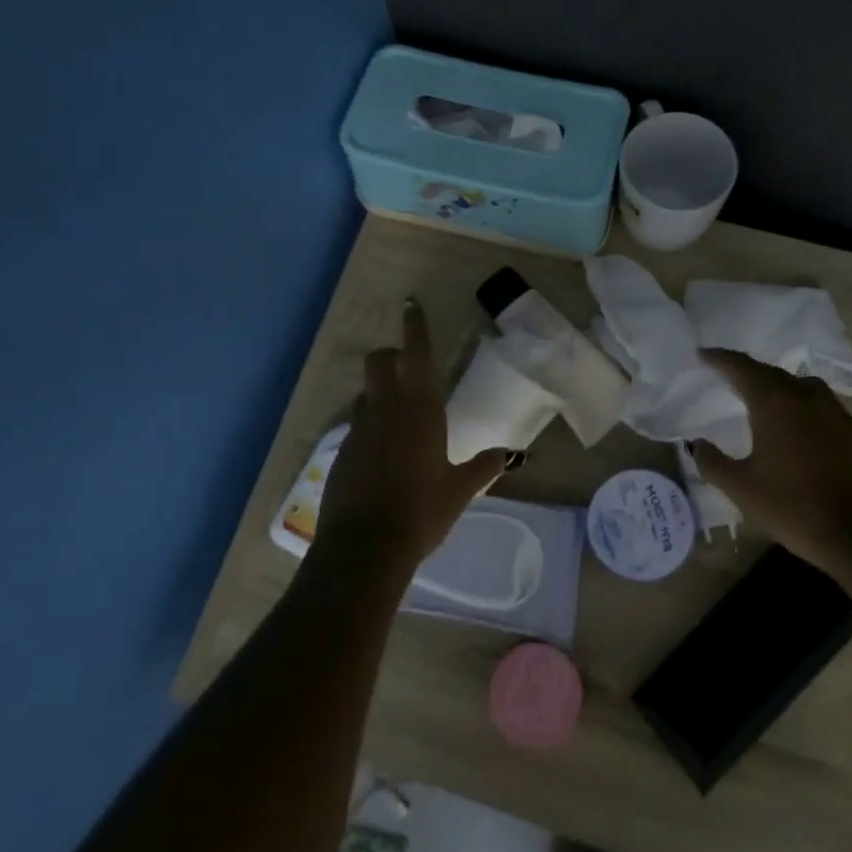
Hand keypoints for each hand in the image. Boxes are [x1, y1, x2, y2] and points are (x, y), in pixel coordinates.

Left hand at [317, 299, 511, 567]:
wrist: (365, 547)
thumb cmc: (421, 512)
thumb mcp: (459, 490)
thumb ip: (483, 467)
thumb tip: (510, 455)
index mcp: (421, 410)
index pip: (416, 353)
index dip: (415, 326)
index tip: (411, 304)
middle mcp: (386, 410)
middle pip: (379, 361)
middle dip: (391, 356)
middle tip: (406, 367)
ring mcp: (359, 429)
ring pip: (366, 393)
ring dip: (379, 392)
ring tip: (397, 417)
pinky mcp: (341, 452)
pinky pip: (357, 425)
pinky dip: (370, 427)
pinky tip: (382, 455)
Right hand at [691, 350, 851, 565]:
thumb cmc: (794, 506)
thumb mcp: (741, 488)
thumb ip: (713, 462)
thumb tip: (698, 444)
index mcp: (775, 403)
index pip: (742, 367)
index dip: (719, 359)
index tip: (703, 354)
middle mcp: (807, 397)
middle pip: (772, 373)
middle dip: (748, 371)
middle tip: (729, 375)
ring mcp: (837, 413)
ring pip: (802, 387)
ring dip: (779, 386)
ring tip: (765, 398)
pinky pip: (822, 407)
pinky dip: (803, 407)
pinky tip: (799, 428)